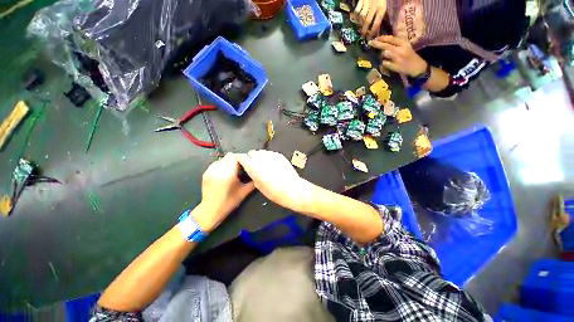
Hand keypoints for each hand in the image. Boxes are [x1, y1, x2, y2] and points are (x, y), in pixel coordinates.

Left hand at [196, 153, 254, 231]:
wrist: (210, 210)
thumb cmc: (229, 202)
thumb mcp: (244, 192)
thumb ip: (253, 182)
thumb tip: (259, 174)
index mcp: (228, 174)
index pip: (236, 157)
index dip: (243, 157)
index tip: (247, 162)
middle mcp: (218, 170)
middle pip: (229, 156)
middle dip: (236, 159)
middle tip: (242, 166)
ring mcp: (210, 171)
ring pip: (222, 159)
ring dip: (229, 161)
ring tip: (233, 169)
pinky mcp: (206, 173)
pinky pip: (216, 163)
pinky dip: (222, 165)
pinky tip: (225, 172)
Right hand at [238, 150, 313, 212]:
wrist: (292, 188)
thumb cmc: (274, 191)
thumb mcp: (258, 185)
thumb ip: (253, 174)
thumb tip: (252, 169)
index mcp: (253, 165)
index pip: (242, 156)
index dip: (242, 160)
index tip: (243, 164)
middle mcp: (261, 157)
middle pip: (252, 152)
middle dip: (251, 158)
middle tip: (255, 166)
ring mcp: (271, 155)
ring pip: (261, 152)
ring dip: (260, 157)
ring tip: (265, 165)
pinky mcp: (279, 155)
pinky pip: (270, 153)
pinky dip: (269, 157)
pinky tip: (273, 165)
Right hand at [355, 0, 386, 37]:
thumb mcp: (385, 4)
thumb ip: (382, 13)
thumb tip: (378, 25)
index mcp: (382, 8)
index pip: (376, 24)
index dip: (372, 32)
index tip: (370, 38)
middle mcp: (374, 7)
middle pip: (367, 22)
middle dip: (365, 30)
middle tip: (363, 36)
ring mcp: (366, 4)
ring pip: (361, 17)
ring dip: (360, 24)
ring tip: (361, 28)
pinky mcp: (361, 0)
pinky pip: (357, 11)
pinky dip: (356, 16)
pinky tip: (357, 19)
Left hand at [370, 35, 427, 76]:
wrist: (417, 67)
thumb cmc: (410, 56)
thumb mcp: (405, 46)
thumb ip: (397, 43)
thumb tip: (385, 39)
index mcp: (404, 43)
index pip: (392, 39)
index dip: (383, 38)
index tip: (376, 38)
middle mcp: (401, 50)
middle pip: (387, 46)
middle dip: (378, 44)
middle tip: (371, 43)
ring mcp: (398, 59)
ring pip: (385, 54)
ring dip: (381, 54)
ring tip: (381, 55)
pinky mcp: (395, 67)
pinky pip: (385, 63)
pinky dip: (383, 62)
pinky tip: (384, 62)